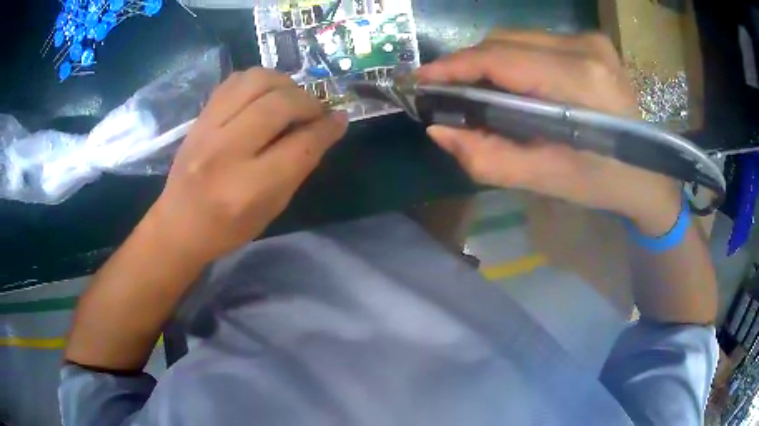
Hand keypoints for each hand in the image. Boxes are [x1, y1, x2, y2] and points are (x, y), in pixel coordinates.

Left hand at [145, 68, 347, 263]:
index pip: (301, 145)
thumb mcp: (272, 208)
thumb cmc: (228, 228)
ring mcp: (207, 129)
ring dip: (284, 83)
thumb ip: (300, 166)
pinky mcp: (199, 118)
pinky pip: (235, 81)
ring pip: (256, 81)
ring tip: (291, 98)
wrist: (179, 224)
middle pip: (280, 104)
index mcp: (249, 188)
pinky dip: (258, 81)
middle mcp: (226, 152)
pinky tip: (265, 94)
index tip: (339, 119)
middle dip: (309, 102)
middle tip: (316, 111)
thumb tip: (328, 128)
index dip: (327, 128)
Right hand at [418, 31, 680, 234]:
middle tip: (448, 92)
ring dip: (490, 61)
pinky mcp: (591, 42)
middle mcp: (585, 48)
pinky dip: (513, 58)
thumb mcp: (548, 179)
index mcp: (581, 83)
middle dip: (469, 64)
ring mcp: (590, 41)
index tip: (422, 79)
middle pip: (505, 40)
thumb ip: (490, 158)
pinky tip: (511, 82)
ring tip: (477, 89)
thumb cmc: (604, 183)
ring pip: (517, 37)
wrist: (650, 174)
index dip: (455, 66)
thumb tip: (438, 131)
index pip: (502, 58)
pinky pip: (535, 41)